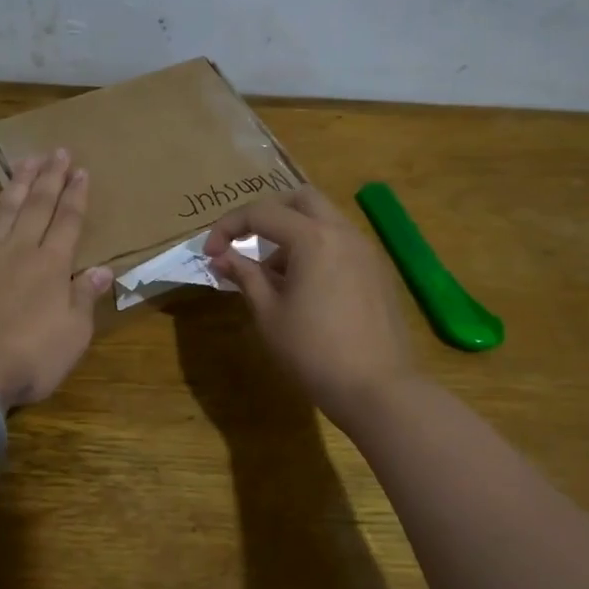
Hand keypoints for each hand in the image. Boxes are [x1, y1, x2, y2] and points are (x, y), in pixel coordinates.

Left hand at [0, 149, 111, 410]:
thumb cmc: (31, 356)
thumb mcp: (74, 333)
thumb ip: (85, 297)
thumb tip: (103, 269)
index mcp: (51, 266)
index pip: (68, 222)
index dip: (76, 195)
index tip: (81, 170)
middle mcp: (18, 252)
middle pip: (36, 207)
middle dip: (48, 178)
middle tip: (56, 150)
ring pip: (0, 214)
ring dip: (12, 187)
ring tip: (22, 162)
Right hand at [203, 186, 417, 427]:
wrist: (377, 388)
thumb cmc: (313, 352)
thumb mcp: (269, 314)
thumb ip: (245, 276)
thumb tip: (221, 258)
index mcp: (313, 238)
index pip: (261, 213)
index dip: (228, 227)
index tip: (210, 254)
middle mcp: (343, 232)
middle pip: (299, 199)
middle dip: (266, 214)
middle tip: (244, 242)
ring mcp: (366, 250)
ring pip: (323, 219)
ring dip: (292, 232)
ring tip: (271, 273)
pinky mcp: (377, 271)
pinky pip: (340, 242)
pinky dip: (315, 248)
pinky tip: (303, 287)